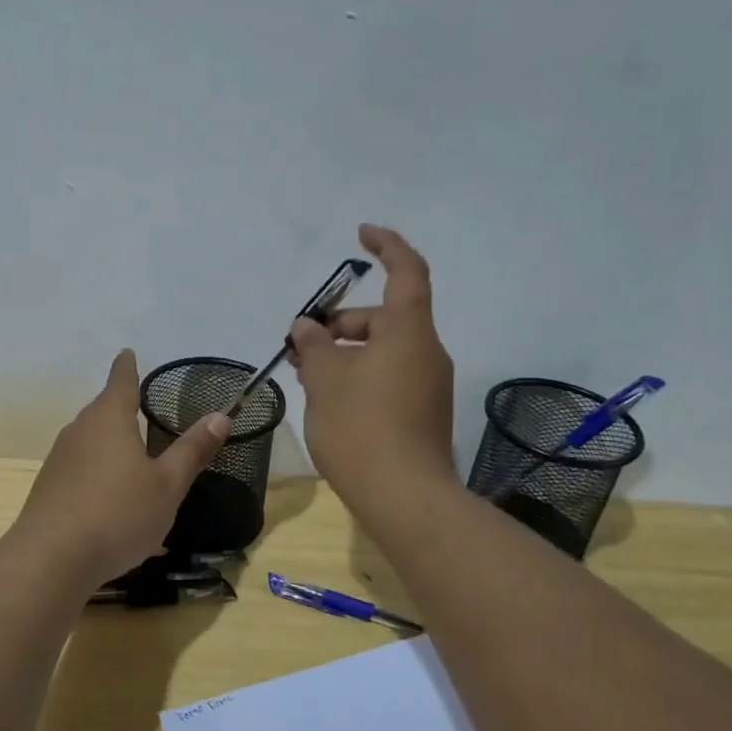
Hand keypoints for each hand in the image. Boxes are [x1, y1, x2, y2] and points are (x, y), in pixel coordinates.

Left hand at [14, 349, 231, 586]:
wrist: (50, 559)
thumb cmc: (118, 514)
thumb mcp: (167, 485)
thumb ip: (192, 450)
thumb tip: (221, 415)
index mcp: (109, 419)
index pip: (121, 380)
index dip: (127, 366)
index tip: (128, 353)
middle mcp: (79, 430)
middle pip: (102, 409)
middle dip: (121, 406)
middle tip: (142, 406)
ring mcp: (59, 459)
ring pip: (89, 438)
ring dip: (109, 440)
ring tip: (131, 452)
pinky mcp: (49, 487)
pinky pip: (79, 466)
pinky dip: (97, 468)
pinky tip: (110, 495)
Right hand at [290, 225, 455, 508]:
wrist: (404, 497)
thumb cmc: (361, 427)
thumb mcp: (325, 379)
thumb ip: (314, 345)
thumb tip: (307, 327)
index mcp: (409, 332)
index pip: (406, 272)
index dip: (387, 246)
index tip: (363, 234)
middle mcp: (427, 352)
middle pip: (384, 319)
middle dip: (341, 324)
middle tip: (302, 345)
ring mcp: (429, 386)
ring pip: (384, 352)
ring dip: (347, 354)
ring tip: (308, 376)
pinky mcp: (424, 414)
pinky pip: (390, 378)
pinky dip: (361, 376)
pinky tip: (332, 401)